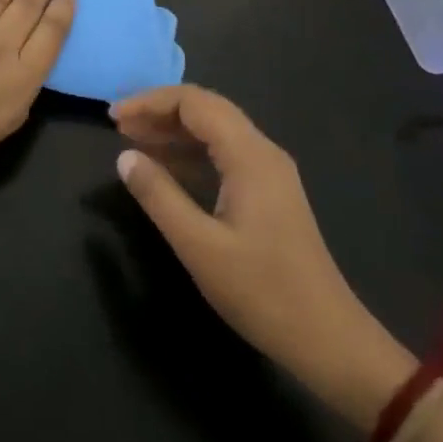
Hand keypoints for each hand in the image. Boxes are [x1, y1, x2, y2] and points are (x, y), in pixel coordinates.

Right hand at [111, 85, 414, 428]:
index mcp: (249, 155)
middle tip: (119, 126)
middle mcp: (262, 152)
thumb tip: (124, 157)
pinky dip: (191, 153)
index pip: (194, 103)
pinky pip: (224, 154)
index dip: (150, 102)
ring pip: (215, 131)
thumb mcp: (200, 247)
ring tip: (133, 142)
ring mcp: (269, 172)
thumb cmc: (262, 292)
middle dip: (159, 111)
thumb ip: (159, 197)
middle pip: (206, 109)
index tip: (114, 118)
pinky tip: (166, 170)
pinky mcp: (268, 193)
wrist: (328, 339)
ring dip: (174, 131)